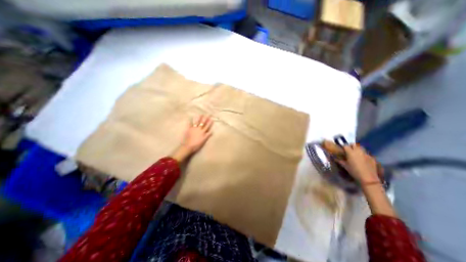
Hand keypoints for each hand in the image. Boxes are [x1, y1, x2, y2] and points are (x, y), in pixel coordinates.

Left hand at [182, 114, 213, 153]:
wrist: (189, 146)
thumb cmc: (197, 145)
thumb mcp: (204, 140)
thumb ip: (208, 135)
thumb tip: (212, 131)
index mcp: (203, 132)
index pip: (207, 126)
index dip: (210, 122)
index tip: (211, 118)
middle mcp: (199, 129)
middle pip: (203, 123)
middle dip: (205, 118)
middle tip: (207, 114)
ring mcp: (194, 129)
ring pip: (197, 122)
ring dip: (199, 118)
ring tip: (200, 114)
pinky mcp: (189, 130)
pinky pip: (189, 124)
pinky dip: (190, 121)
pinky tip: (190, 118)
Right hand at [337, 146, 380, 183]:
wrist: (368, 178)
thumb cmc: (354, 171)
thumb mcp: (345, 166)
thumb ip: (339, 160)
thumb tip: (334, 158)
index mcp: (350, 152)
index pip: (345, 145)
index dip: (343, 147)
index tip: (342, 149)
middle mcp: (358, 151)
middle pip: (354, 144)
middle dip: (351, 146)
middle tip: (348, 150)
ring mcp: (366, 154)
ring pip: (361, 148)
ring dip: (357, 149)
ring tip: (355, 154)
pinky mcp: (372, 157)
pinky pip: (366, 153)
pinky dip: (363, 154)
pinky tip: (362, 160)